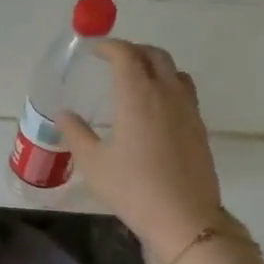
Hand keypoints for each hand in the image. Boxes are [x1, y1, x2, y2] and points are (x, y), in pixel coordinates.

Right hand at [59, 40, 229, 263]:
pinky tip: (155, 108)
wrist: (183, 216)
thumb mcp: (93, 163)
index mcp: (138, 95)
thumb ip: (76, 133)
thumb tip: (64, 115)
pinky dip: (167, 85)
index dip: (109, 46)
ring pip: (174, 71)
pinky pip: (184, 92)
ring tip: (136, 78)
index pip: (125, 55)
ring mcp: (188, 109)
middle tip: (113, 59)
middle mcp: (166, 93)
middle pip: (155, 55)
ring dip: (154, 65)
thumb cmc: (132, 188)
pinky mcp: (199, 127)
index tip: (94, 48)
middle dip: (133, 50)